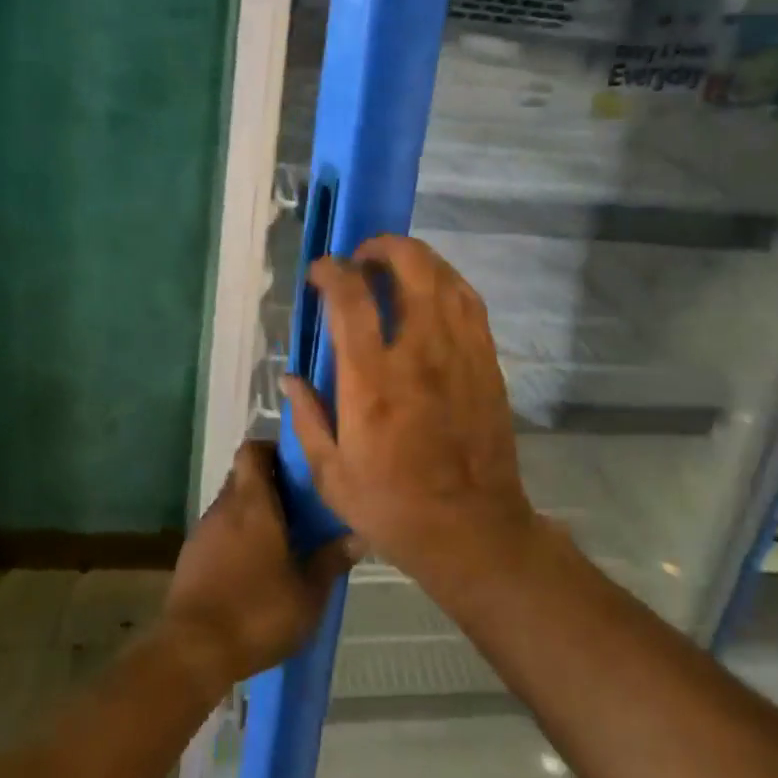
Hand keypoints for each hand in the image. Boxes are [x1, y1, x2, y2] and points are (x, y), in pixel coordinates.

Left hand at [161, 441, 354, 697]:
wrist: (192, 651)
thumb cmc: (257, 611)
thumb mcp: (308, 593)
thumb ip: (332, 560)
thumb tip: (359, 535)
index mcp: (253, 502)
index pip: (253, 449)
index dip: (273, 449)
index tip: (297, 465)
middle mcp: (224, 507)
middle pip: (243, 476)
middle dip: (269, 484)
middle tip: (299, 505)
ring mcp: (203, 532)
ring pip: (231, 506)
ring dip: (252, 515)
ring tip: (282, 540)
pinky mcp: (190, 559)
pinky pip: (218, 534)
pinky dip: (235, 540)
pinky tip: (253, 569)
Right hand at [282, 235, 537, 590]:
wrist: (472, 529)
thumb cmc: (393, 505)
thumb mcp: (330, 475)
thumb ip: (307, 418)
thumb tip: (290, 378)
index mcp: (373, 380)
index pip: (351, 298)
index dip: (332, 271)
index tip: (320, 271)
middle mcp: (419, 352)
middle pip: (410, 267)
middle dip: (382, 247)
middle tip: (363, 258)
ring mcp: (460, 352)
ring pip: (444, 277)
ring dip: (416, 259)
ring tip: (395, 268)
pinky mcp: (487, 361)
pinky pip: (470, 302)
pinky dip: (447, 282)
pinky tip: (433, 292)